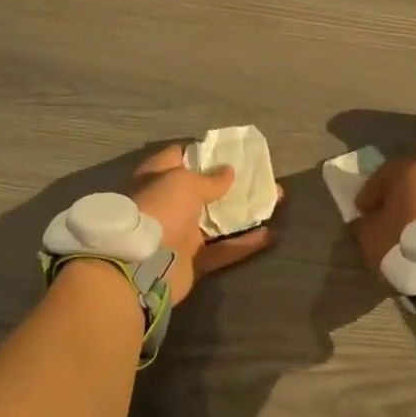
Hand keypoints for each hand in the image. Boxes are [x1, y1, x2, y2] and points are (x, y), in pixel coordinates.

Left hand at [129, 143, 277, 304]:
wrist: (141, 266)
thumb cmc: (161, 210)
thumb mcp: (185, 183)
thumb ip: (210, 179)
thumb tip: (228, 172)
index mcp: (158, 177)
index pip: (181, 156)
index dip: (205, 152)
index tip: (231, 150)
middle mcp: (168, 203)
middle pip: (204, 189)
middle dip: (232, 183)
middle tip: (260, 176)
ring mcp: (181, 233)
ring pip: (217, 220)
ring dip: (243, 211)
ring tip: (273, 201)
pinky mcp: (194, 260)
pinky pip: (223, 249)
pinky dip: (244, 243)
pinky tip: (269, 235)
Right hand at [353, 157, 415, 275]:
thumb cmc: (403, 244)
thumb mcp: (369, 234)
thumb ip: (364, 221)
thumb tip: (367, 219)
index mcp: (411, 170)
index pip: (383, 175)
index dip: (369, 193)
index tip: (361, 210)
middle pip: (411, 179)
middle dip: (398, 193)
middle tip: (386, 212)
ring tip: (408, 225)